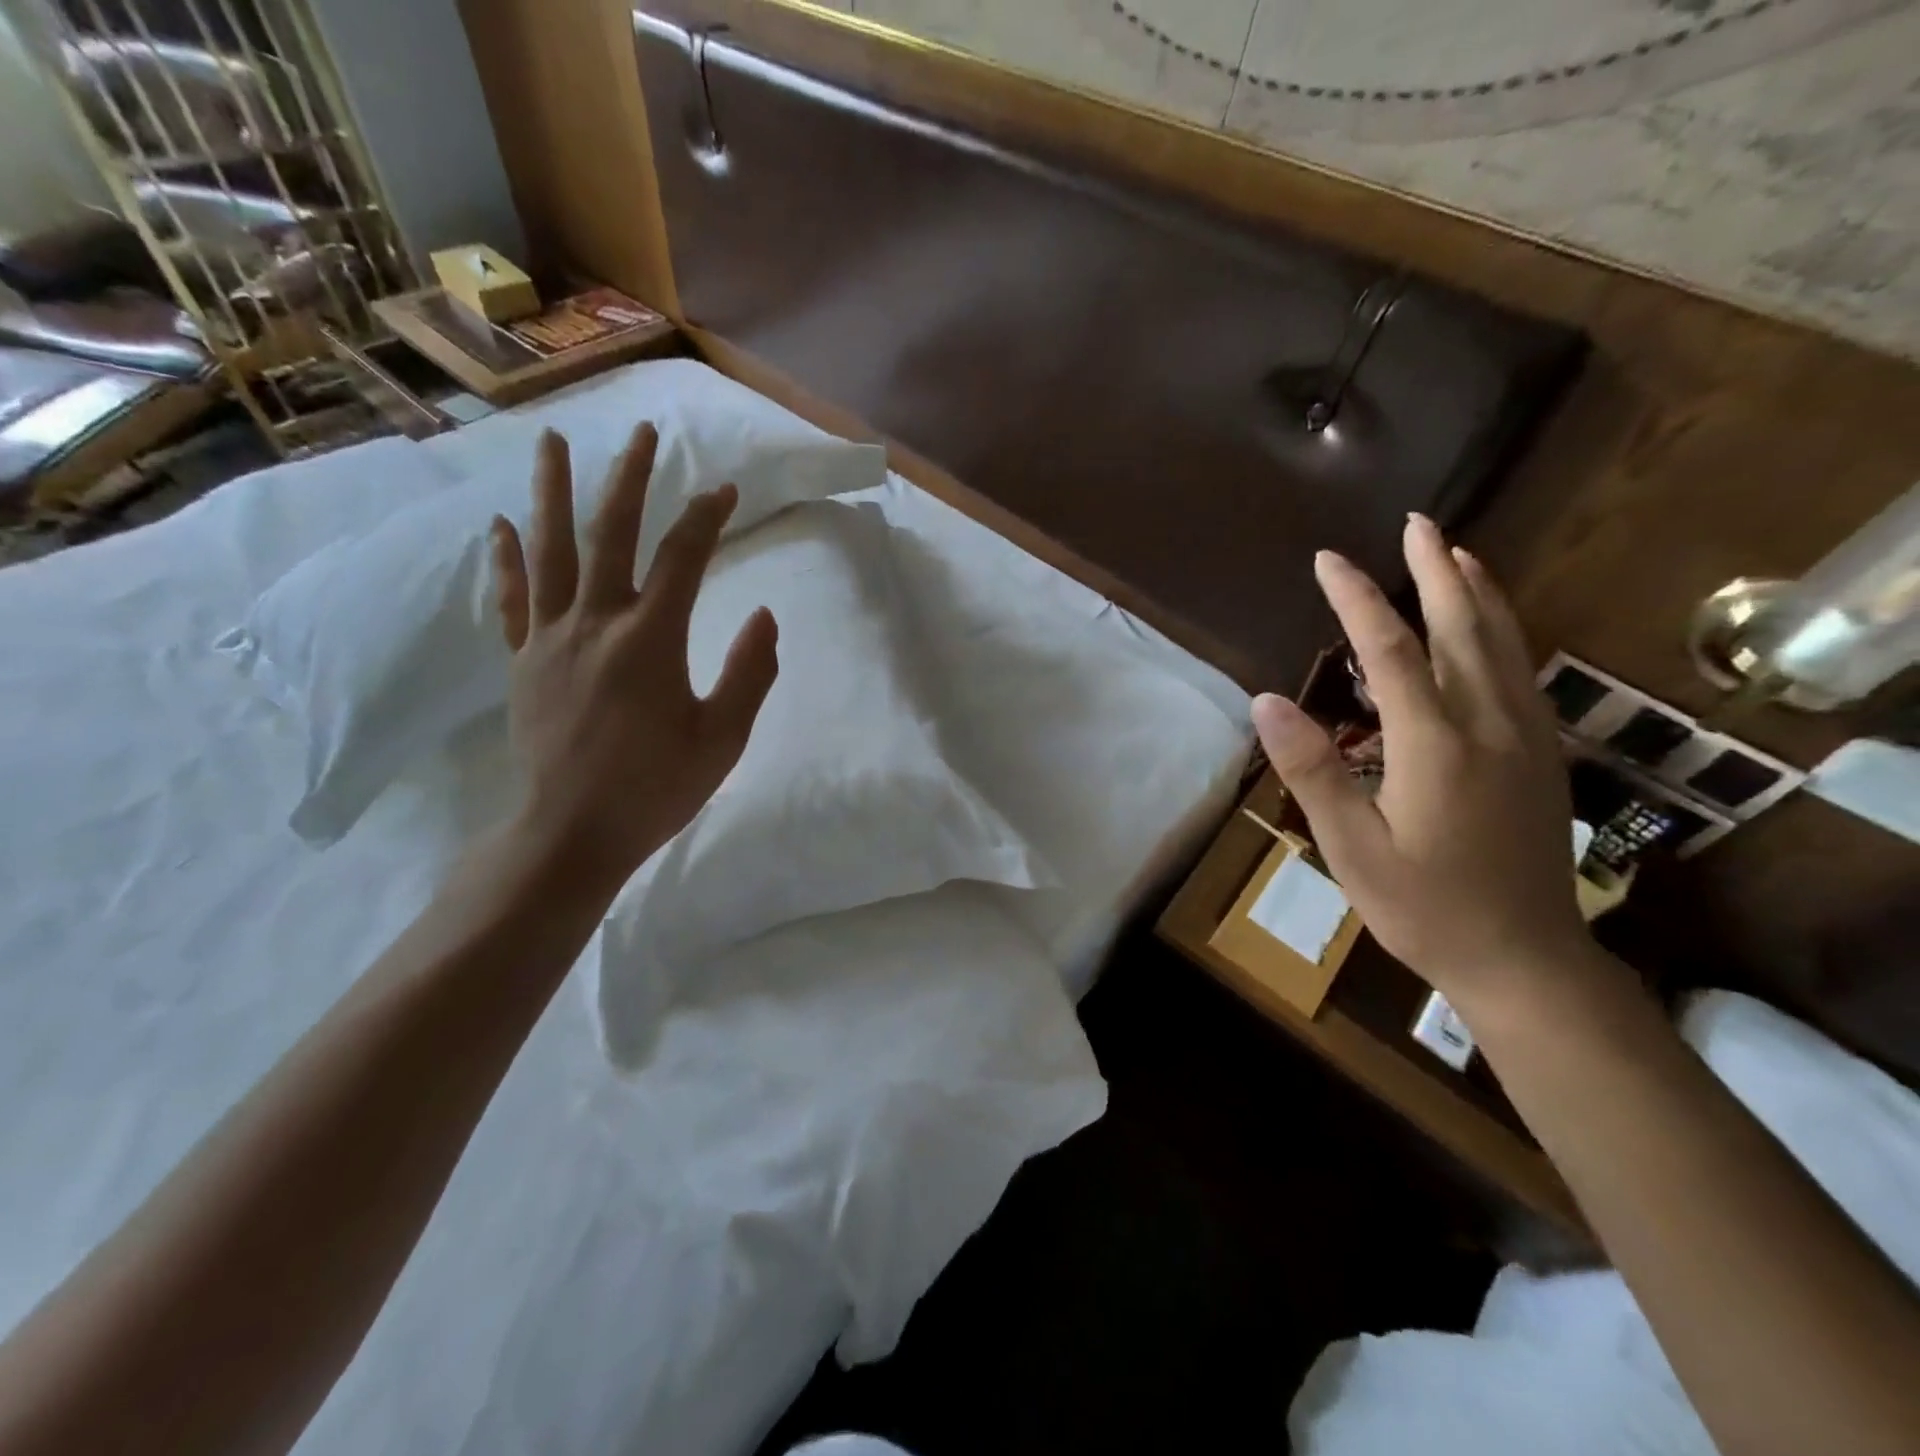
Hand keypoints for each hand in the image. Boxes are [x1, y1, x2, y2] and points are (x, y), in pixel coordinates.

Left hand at [489, 422, 778, 890]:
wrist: (572, 833)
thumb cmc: (657, 789)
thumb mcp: (724, 738)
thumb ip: (749, 673)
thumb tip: (765, 616)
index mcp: (650, 639)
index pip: (682, 558)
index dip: (707, 518)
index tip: (727, 491)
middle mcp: (595, 622)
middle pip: (611, 533)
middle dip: (631, 478)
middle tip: (644, 433)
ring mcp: (549, 638)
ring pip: (550, 550)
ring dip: (553, 492)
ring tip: (552, 442)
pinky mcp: (522, 660)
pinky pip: (512, 598)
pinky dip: (506, 559)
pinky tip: (500, 525)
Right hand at [1251, 514, 1589, 1014]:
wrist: (1524, 958)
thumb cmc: (1423, 907)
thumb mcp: (1350, 847)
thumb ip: (1312, 769)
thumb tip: (1266, 701)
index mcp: (1435, 745)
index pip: (1391, 651)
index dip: (1358, 599)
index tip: (1330, 559)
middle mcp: (1489, 725)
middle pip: (1464, 628)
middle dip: (1437, 570)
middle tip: (1417, 523)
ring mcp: (1526, 737)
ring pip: (1505, 643)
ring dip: (1479, 590)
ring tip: (1458, 551)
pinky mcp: (1542, 755)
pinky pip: (1522, 671)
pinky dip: (1503, 630)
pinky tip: (1491, 625)